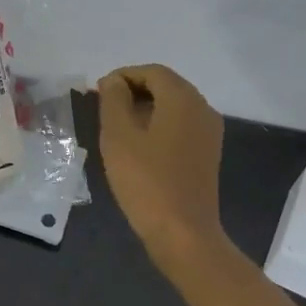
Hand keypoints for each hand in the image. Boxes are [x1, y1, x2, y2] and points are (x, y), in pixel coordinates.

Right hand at [95, 64, 225, 252]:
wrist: (183, 233)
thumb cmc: (146, 180)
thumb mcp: (118, 135)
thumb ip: (113, 100)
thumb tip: (114, 81)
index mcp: (183, 99)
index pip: (151, 72)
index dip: (122, 76)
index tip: (97, 92)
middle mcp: (202, 109)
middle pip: (165, 86)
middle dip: (132, 91)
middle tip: (102, 108)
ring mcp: (208, 133)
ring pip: (173, 107)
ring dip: (144, 109)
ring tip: (115, 128)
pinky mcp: (207, 154)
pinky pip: (180, 126)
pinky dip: (157, 126)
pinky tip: (137, 147)